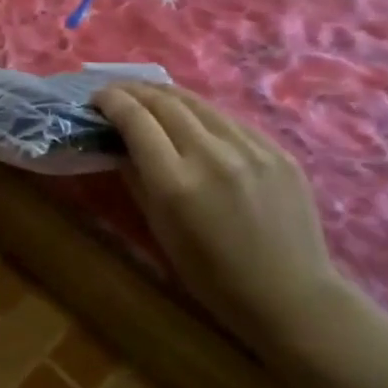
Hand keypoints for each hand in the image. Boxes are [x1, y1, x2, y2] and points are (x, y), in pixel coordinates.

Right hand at [93, 82, 341, 349]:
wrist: (291, 297)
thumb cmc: (213, 277)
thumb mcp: (160, 230)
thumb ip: (137, 179)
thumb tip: (117, 143)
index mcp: (176, 183)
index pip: (136, 120)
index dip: (112, 101)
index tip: (97, 97)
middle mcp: (212, 155)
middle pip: (165, 101)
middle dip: (134, 91)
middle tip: (117, 92)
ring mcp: (250, 148)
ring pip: (199, 102)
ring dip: (167, 95)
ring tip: (150, 97)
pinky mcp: (277, 149)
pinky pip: (229, 120)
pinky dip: (202, 115)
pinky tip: (194, 122)